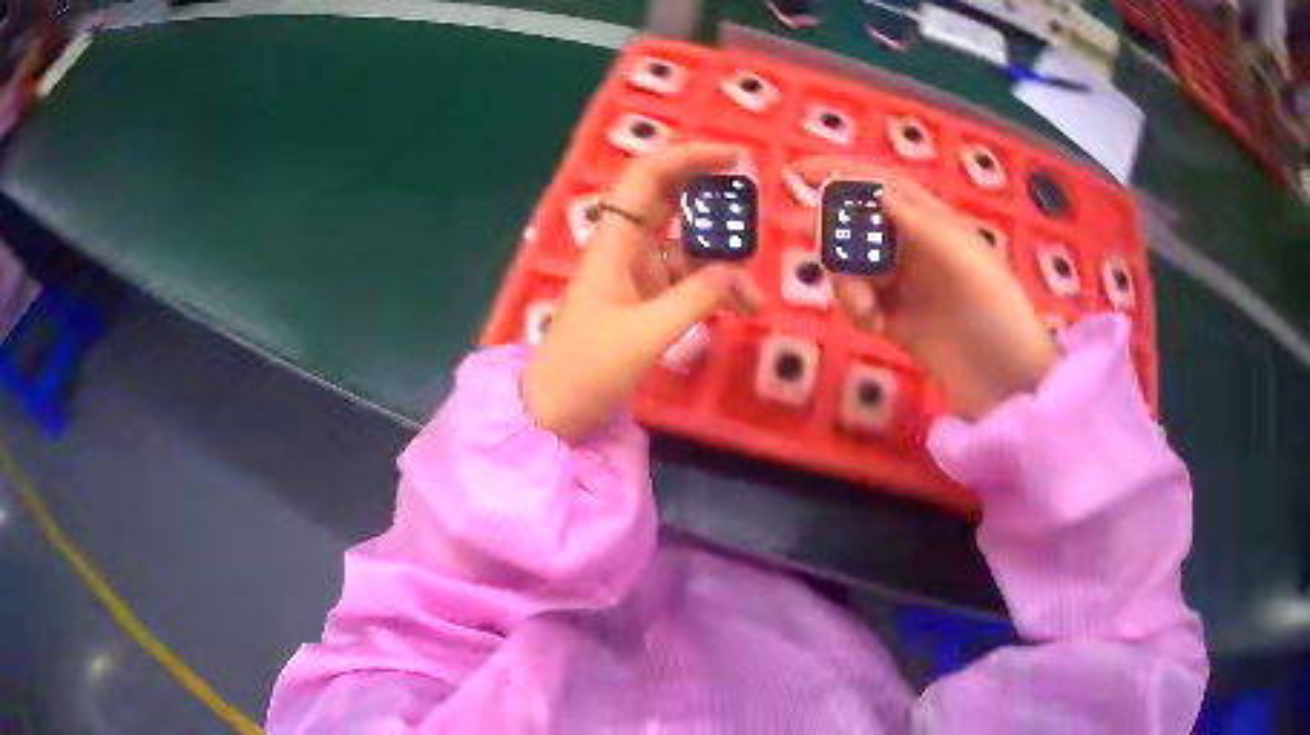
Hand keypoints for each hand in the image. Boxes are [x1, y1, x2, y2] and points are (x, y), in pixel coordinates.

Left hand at [522, 144, 763, 440]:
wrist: (555, 409)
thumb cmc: (588, 367)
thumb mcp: (646, 334)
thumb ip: (696, 298)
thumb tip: (737, 273)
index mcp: (614, 241)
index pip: (649, 177)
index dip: (689, 156)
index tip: (735, 156)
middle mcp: (626, 247)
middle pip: (671, 201)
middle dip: (713, 198)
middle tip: (755, 205)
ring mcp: (637, 273)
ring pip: (687, 246)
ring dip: (722, 261)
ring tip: (754, 294)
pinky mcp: (646, 300)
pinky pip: (688, 280)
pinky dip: (714, 288)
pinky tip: (741, 308)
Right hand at [792, 158, 1056, 418]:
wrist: (1006, 382)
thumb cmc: (997, 312)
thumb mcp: (964, 258)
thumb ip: (918, 222)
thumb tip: (874, 190)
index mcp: (934, 223)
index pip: (881, 185)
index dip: (841, 173)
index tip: (799, 172)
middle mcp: (915, 248)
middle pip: (858, 224)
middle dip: (830, 229)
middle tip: (795, 232)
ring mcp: (904, 286)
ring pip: (853, 266)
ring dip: (847, 281)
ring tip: (866, 309)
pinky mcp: (896, 321)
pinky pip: (859, 303)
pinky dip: (857, 310)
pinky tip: (876, 326)